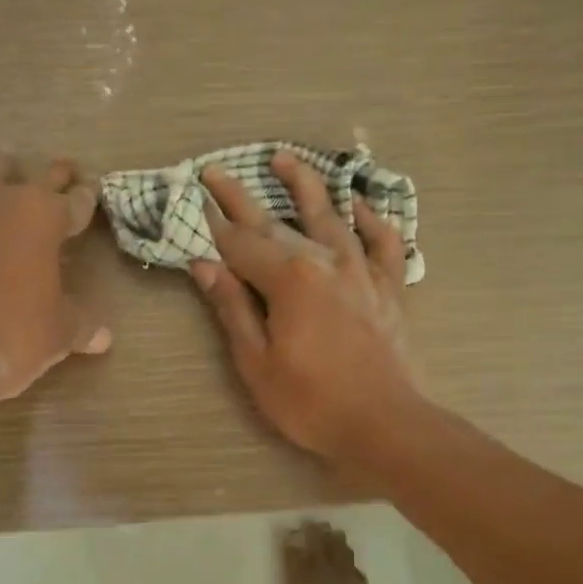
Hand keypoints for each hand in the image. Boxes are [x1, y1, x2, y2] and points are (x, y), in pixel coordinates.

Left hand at [0, 147, 109, 423]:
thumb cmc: (5, 340)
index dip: (85, 200)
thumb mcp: (56, 337)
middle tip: (59, 174)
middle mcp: (1, 193)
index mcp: (45, 217)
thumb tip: (104, 336)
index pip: (76, 202)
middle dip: (50, 177)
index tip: (88, 195)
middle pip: (33, 174)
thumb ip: (81, 325)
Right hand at [192, 152, 422, 460]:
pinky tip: (359, 204)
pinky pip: (383, 241)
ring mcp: (363, 271)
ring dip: (305, 185)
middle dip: (241, 197)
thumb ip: (233, 309)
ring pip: (331, 216)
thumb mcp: (257, 363)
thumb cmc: (312, 402)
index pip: (240, 245)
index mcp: (289, 279)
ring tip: (284, 159)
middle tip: (216, 171)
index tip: (193, 198)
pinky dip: (371, 219)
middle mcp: (326, 261)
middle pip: (276, 222)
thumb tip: (205, 266)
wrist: (387, 424)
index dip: (213, 224)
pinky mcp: (390, 287)